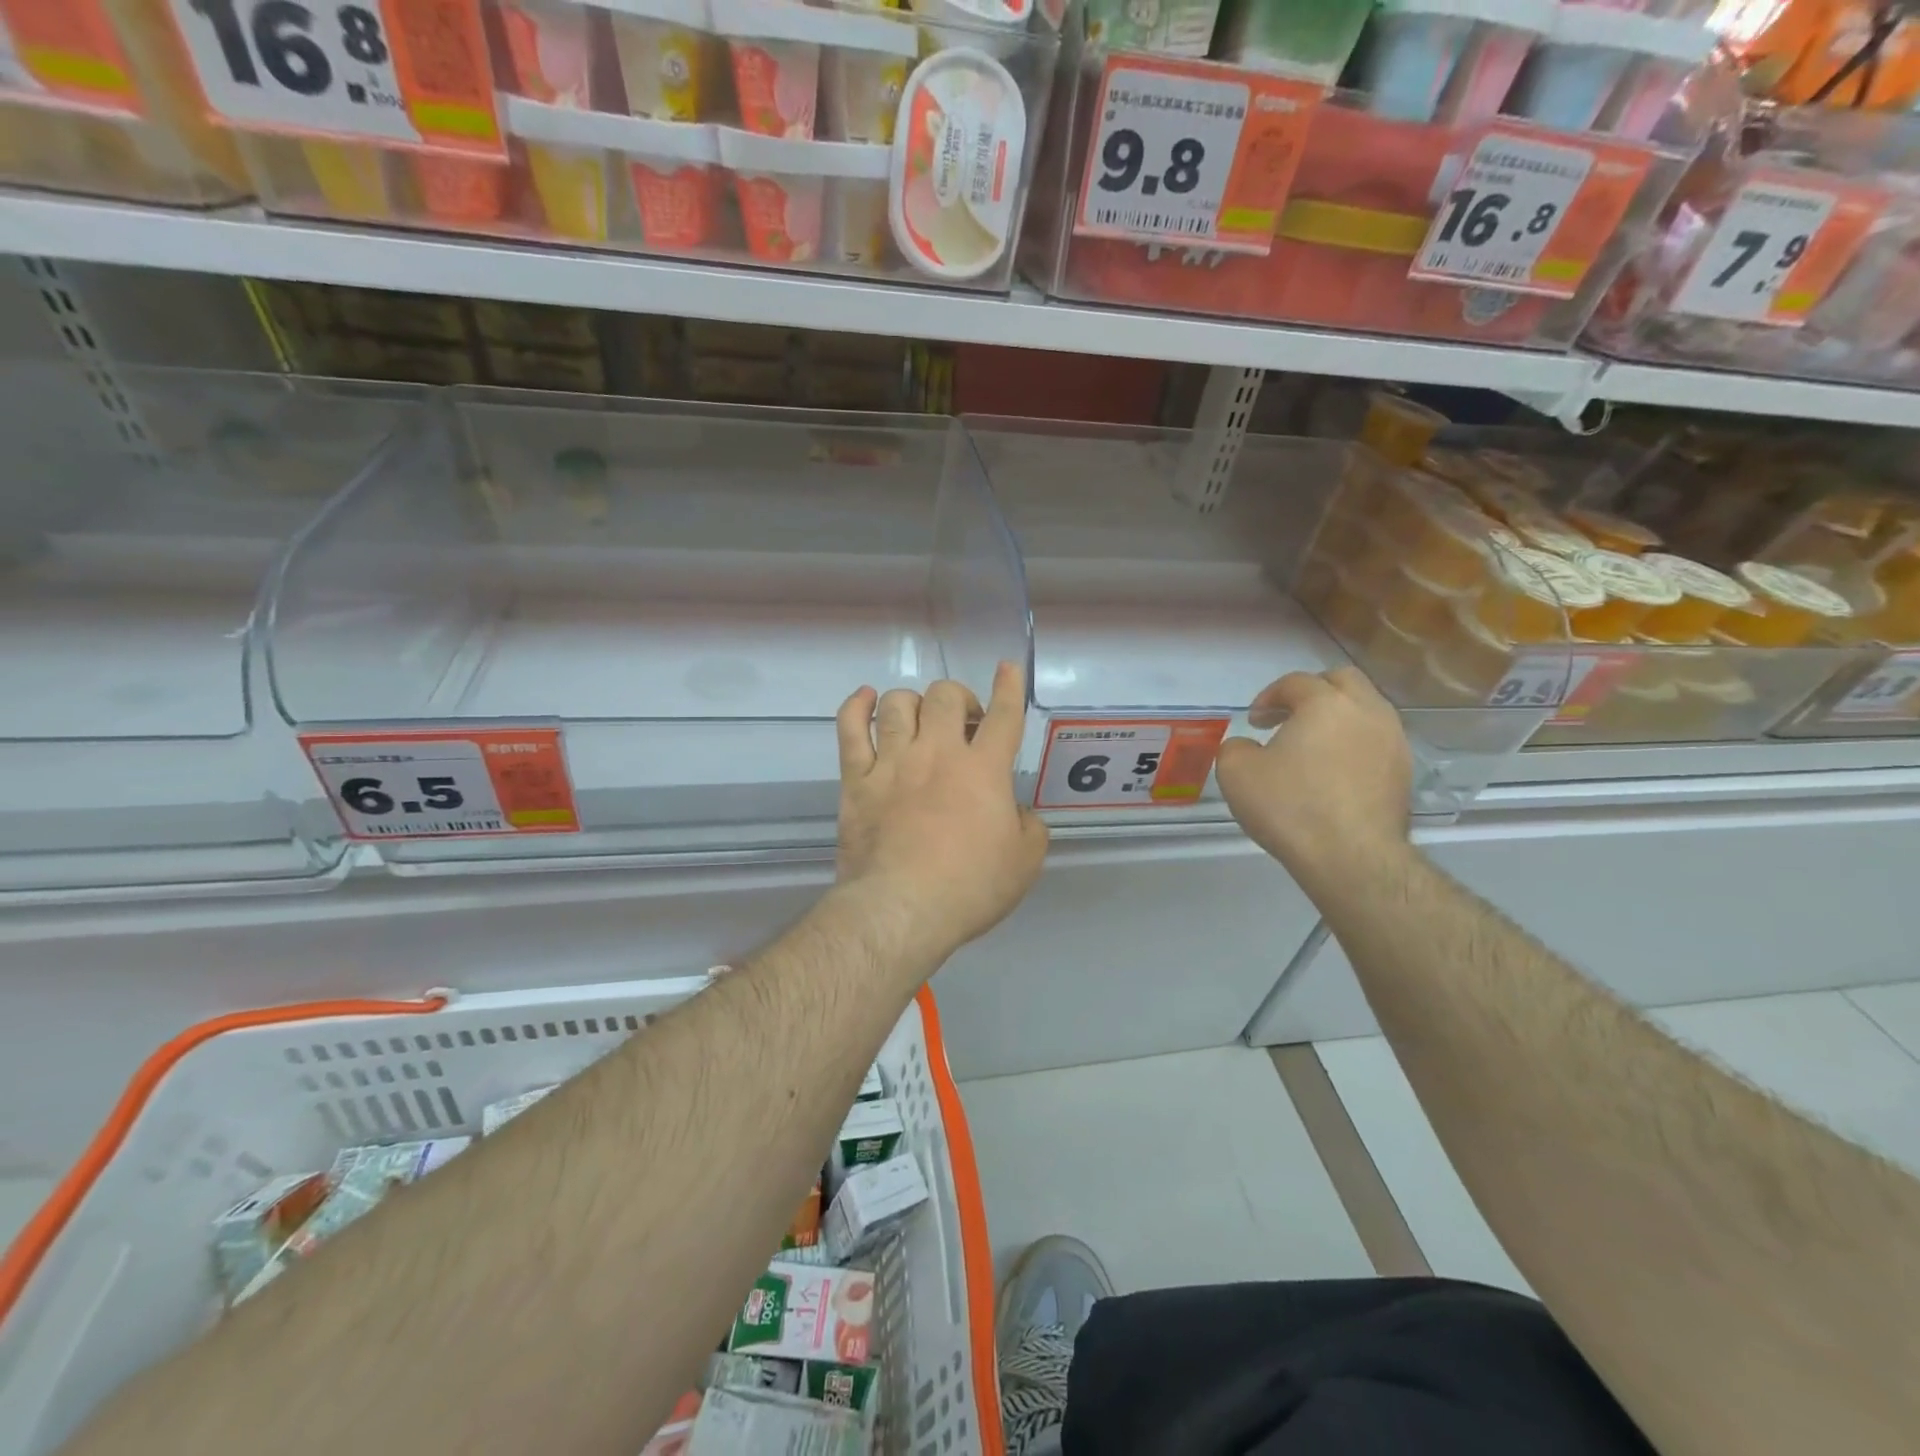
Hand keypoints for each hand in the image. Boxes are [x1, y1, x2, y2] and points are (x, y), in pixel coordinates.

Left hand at [833, 661, 1048, 971]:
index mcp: (983, 770)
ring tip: (919, 720)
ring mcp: (892, 762)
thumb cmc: (969, 888)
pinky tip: (865, 699)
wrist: (901, 909)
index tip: (1007, 669)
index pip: (1003, 716)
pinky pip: (850, 728)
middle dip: (959, 699)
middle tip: (963, 725)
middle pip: (945, 696)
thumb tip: (1017, 813)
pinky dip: (856, 706)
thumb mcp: (1024, 864)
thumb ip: (1029, 828)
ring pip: (897, 703)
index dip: (1008, 688)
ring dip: (913, 703)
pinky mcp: (857, 779)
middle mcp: (937, 753)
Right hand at [1214, 668, 1411, 890]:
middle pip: (1343, 681)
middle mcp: (1367, 710)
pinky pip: (1377, 741)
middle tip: (1288, 717)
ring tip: (1313, 747)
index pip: (1295, 682)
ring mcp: (1393, 740)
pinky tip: (1334, 773)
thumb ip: (1235, 747)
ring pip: (1366, 710)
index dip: (1269, 696)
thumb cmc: (1290, 807)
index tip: (1254, 721)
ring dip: (1338, 718)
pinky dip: (1354, 744)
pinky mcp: (1404, 771)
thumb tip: (1248, 746)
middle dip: (1312, 692)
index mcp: (1325, 702)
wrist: (1352, 857)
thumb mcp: (1236, 773)